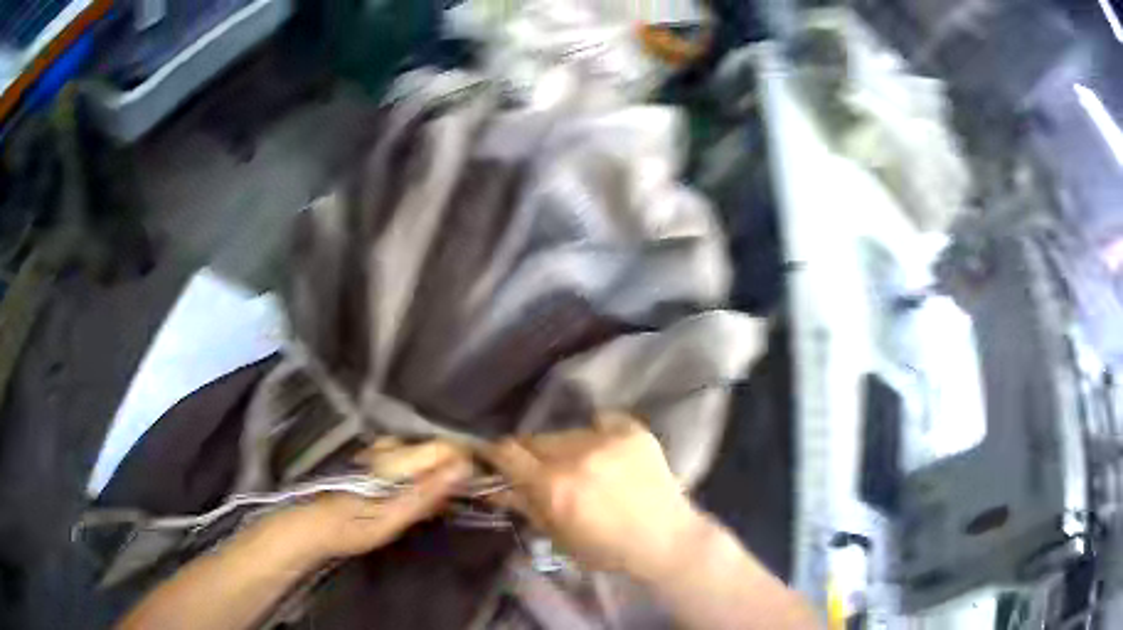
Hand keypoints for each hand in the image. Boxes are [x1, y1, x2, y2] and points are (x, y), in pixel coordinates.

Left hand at [275, 439, 472, 561]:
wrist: (314, 526)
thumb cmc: (353, 525)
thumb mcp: (393, 517)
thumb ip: (428, 492)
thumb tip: (465, 467)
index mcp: (395, 455)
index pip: (447, 447)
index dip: (466, 465)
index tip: (478, 487)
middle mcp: (390, 446)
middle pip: (437, 451)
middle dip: (453, 473)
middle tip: (460, 501)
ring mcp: (382, 452)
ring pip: (425, 458)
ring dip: (439, 478)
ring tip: (444, 503)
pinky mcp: (378, 463)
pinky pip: (413, 465)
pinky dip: (424, 480)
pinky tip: (423, 498)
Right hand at [482, 414, 705, 580]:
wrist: (666, 540)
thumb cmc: (607, 550)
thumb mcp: (558, 536)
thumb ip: (525, 506)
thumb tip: (493, 487)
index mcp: (553, 484)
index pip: (507, 451)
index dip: (497, 455)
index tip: (498, 462)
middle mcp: (576, 454)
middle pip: (536, 439)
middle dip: (532, 455)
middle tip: (544, 471)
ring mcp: (607, 439)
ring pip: (567, 432)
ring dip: (565, 448)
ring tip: (583, 467)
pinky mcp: (632, 430)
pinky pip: (601, 421)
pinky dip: (597, 435)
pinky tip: (607, 455)